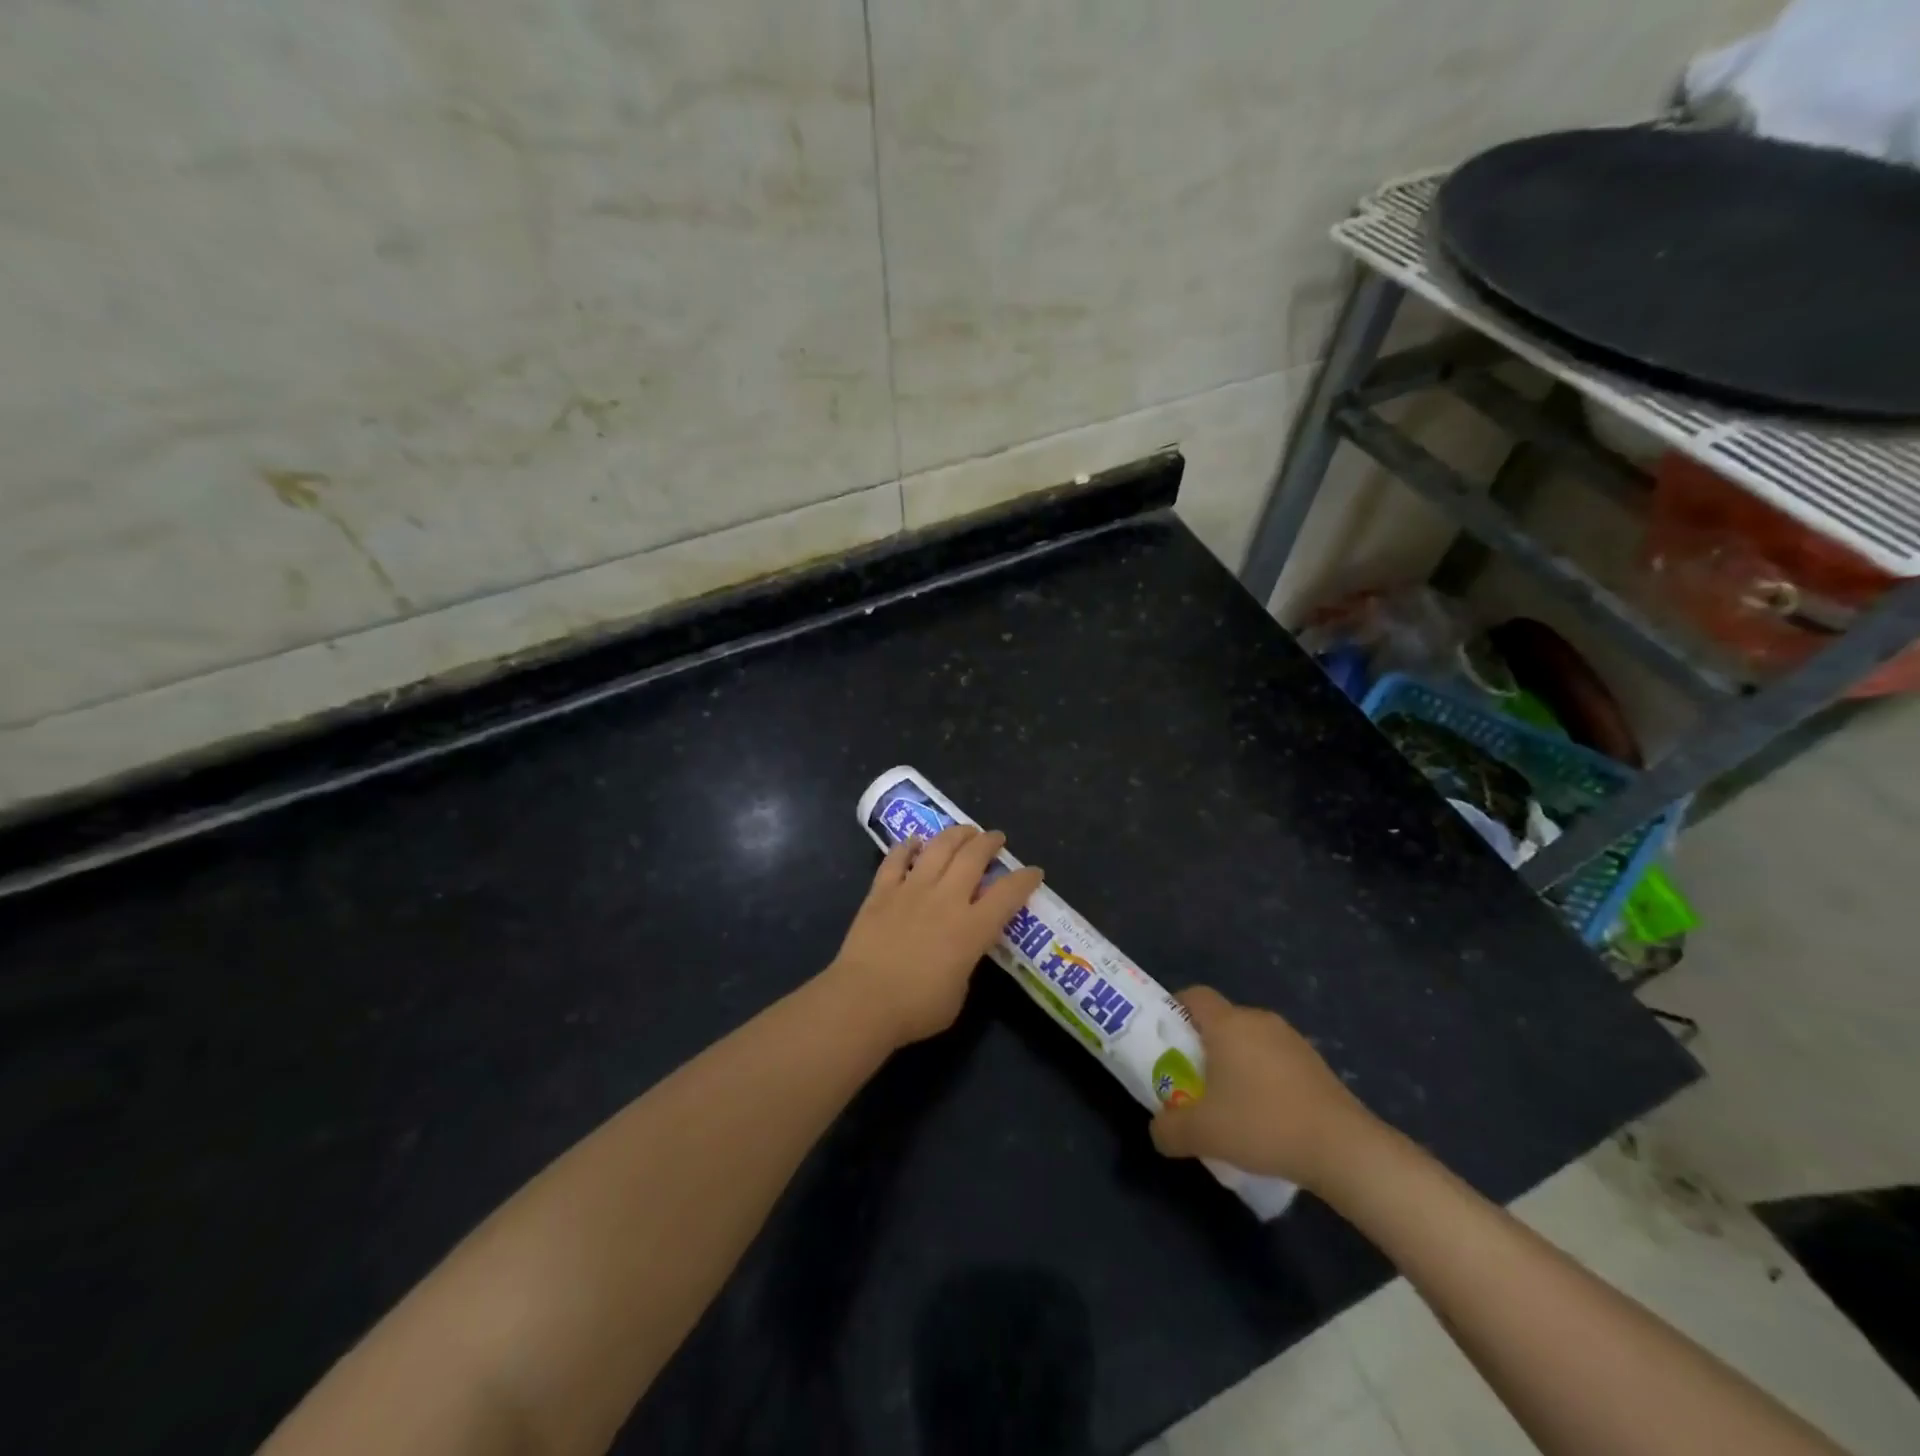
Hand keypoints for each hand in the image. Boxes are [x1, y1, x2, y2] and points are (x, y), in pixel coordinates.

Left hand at [825, 825, 1044, 1049]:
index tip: (1034, 871)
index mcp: (972, 928)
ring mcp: (911, 890)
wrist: (863, 1001)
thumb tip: (961, 952)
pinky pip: (896, 859)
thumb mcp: (958, 993)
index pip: (1008, 894)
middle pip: (973, 857)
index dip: (1025, 879)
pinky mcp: (881, 891)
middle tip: (996, 838)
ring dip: (955, 834)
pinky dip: (906, 847)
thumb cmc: (916, 1008)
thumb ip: (966, 964)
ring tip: (965, 831)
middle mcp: (946, 899)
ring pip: (938, 848)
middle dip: (989, 843)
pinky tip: (914, 841)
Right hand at [1150, 986, 1378, 1188]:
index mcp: (1227, 1024)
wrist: (1343, 1148)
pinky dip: (1264, 1077)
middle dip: (1204, 1044)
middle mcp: (1258, 1021)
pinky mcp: (1316, 1063)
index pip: (1194, 995)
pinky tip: (1266, 1115)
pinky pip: (1276, 1059)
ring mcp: (1291, 1040)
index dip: (1176, 1010)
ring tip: (1231, 1103)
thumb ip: (1169, 1129)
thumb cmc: (1262, 1125)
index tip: (1167, 1040)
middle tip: (1193, 1079)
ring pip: (1251, 1040)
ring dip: (1236, 1062)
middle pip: (1221, 1020)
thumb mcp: (1202, 1134)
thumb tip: (1157, 1130)